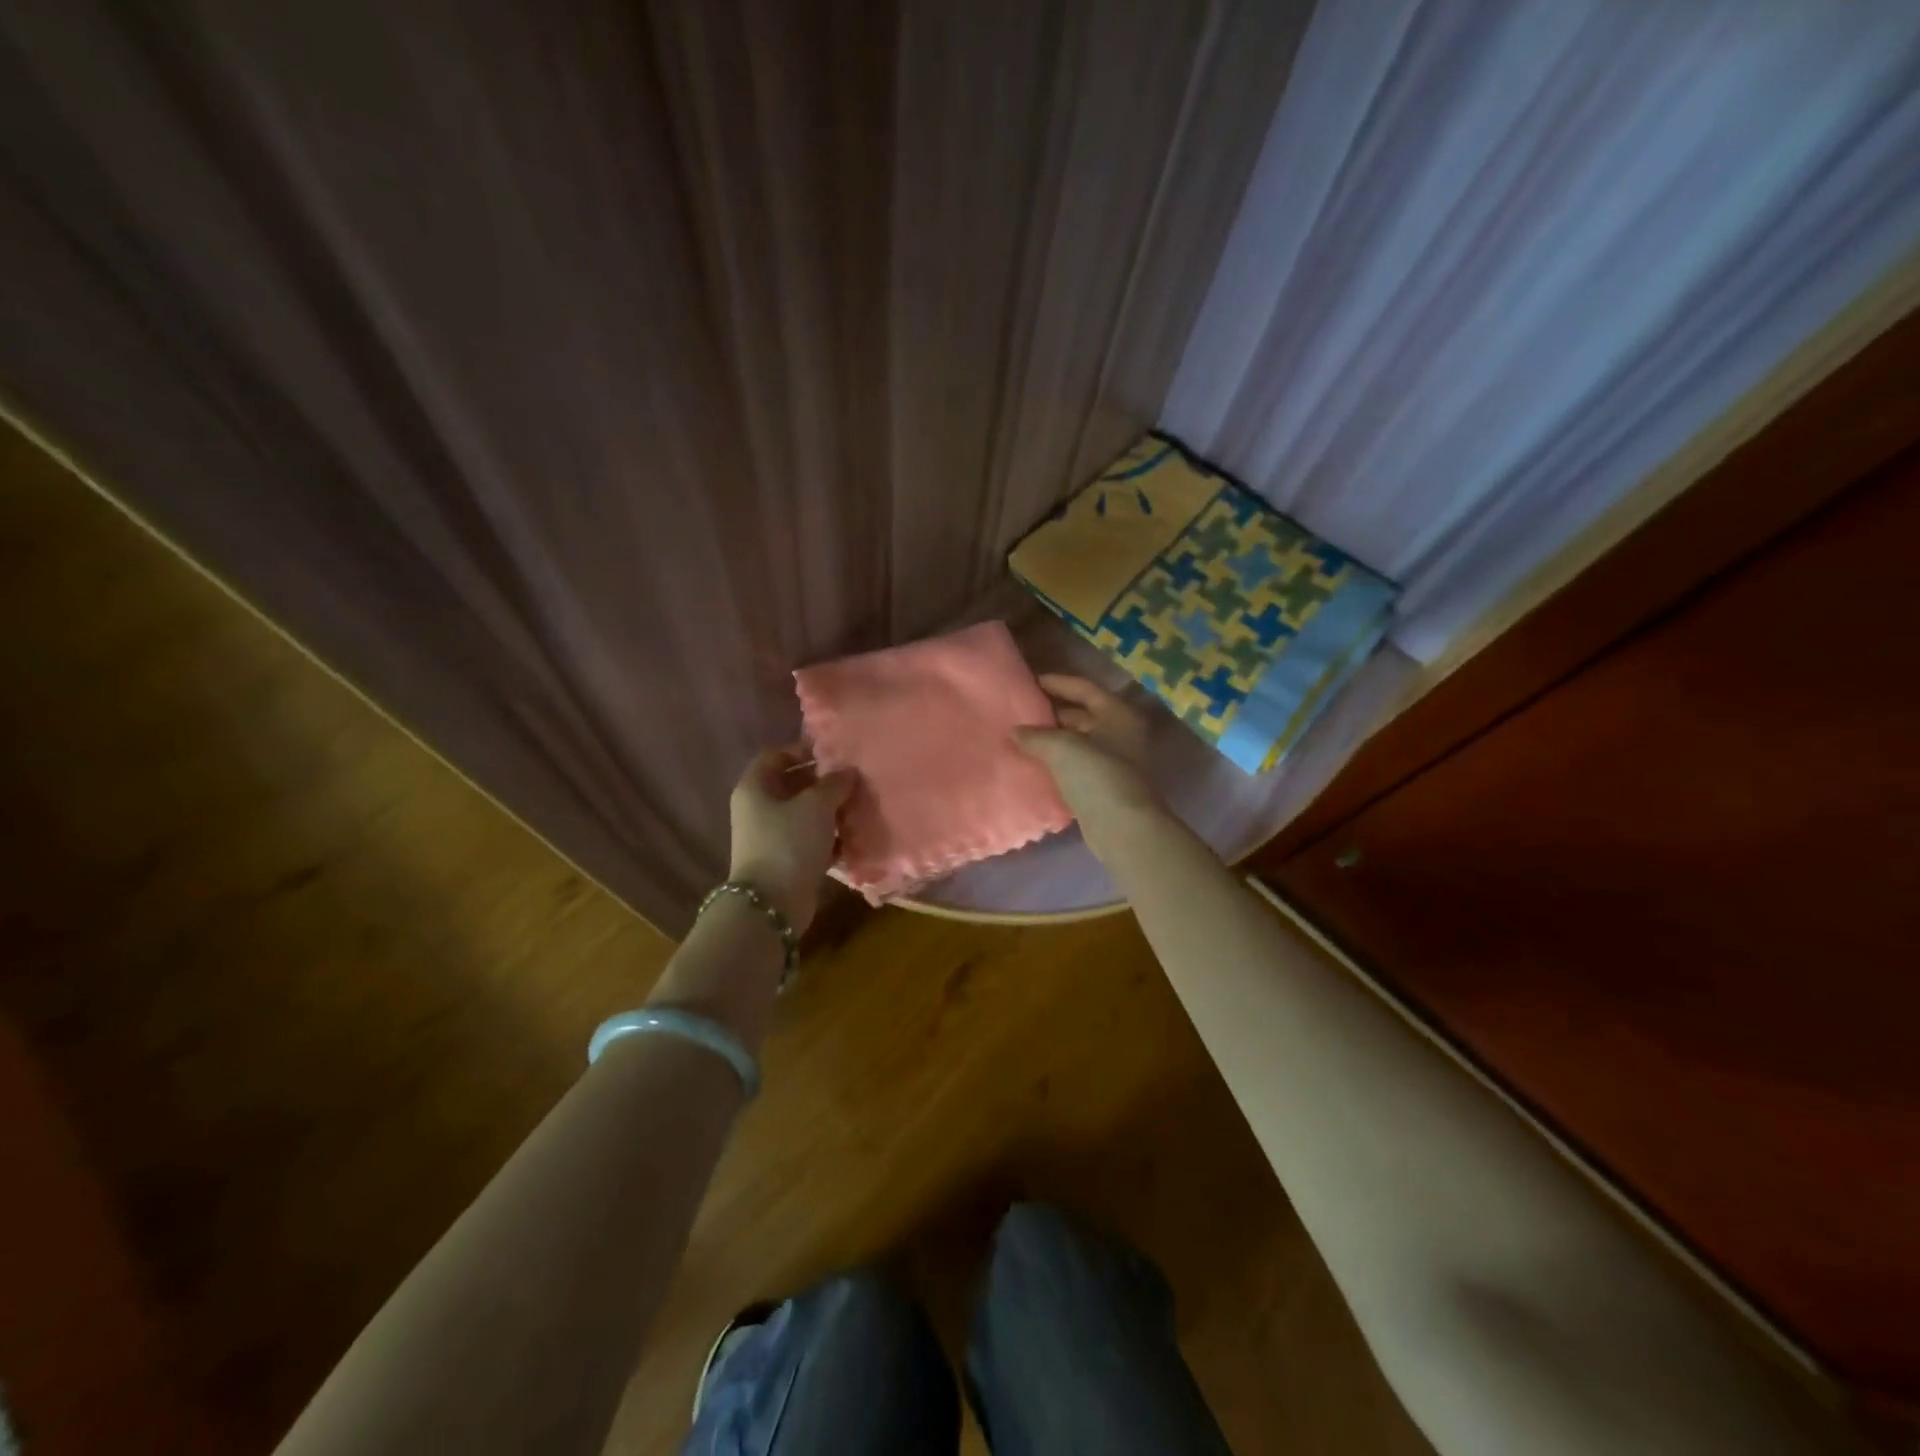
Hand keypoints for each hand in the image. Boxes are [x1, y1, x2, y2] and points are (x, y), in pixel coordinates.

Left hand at [727, 745, 855, 933]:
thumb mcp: (816, 805)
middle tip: (853, 781)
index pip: (776, 755)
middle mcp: (758, 808)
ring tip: (858, 807)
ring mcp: (770, 836)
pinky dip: (829, 837)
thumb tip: (848, 772)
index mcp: (755, 787)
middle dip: (823, 783)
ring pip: (804, 813)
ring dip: (830, 811)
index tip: (834, 755)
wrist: (772, 903)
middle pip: (792, 784)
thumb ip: (834, 784)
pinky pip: (810, 839)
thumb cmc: (789, 842)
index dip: (803, 751)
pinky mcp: (785, 860)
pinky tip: (853, 837)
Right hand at [1016, 675, 1159, 823]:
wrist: (1121, 827)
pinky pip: (1075, 765)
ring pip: (1077, 741)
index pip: (1084, 689)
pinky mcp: (1103, 785)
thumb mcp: (1061, 747)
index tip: (1030, 682)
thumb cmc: (1096, 775)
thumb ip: (1035, 735)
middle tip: (1020, 711)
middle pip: (1081, 715)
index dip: (1057, 683)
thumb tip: (1014, 732)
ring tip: (1020, 736)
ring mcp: (1113, 761)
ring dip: (1051, 739)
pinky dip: (1056, 761)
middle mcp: (1119, 733)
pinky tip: (1032, 763)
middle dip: (1051, 713)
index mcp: (1117, 714)